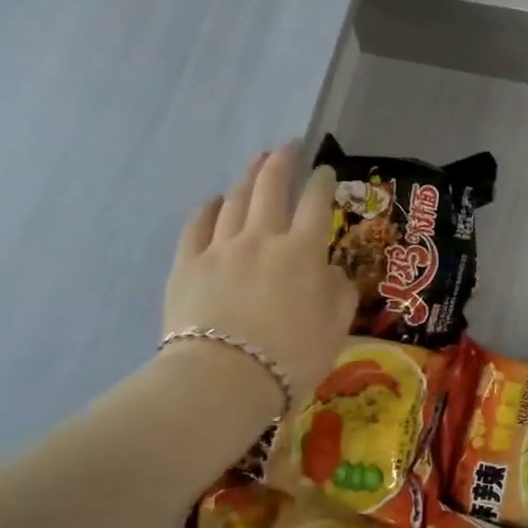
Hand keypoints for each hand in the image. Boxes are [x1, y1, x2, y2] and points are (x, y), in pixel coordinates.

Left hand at [163, 145, 356, 411]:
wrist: (224, 380)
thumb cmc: (291, 357)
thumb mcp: (336, 327)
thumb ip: (340, 292)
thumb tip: (332, 272)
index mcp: (303, 251)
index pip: (315, 202)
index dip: (321, 181)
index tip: (324, 170)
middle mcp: (263, 238)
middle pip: (271, 186)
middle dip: (281, 161)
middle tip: (288, 146)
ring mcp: (221, 248)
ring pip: (234, 200)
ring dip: (247, 177)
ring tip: (255, 164)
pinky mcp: (187, 264)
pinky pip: (197, 225)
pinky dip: (208, 208)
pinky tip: (214, 201)